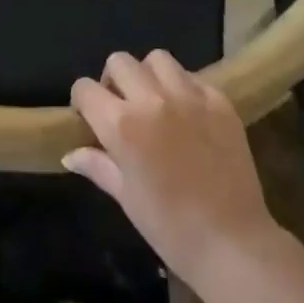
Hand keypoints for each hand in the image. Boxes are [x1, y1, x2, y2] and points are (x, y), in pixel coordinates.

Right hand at [66, 50, 279, 285]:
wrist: (233, 244)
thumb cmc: (171, 228)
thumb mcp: (126, 197)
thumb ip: (97, 165)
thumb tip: (70, 153)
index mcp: (123, 124)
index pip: (86, 88)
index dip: (82, 101)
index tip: (89, 116)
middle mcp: (153, 99)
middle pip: (119, 61)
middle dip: (113, 81)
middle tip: (122, 107)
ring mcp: (189, 96)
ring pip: (157, 59)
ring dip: (149, 75)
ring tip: (155, 102)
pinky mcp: (219, 100)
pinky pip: (192, 77)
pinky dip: (183, 88)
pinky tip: (187, 114)